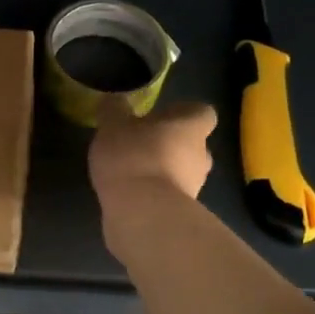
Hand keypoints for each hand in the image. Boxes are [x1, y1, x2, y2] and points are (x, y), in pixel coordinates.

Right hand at [89, 99, 216, 214]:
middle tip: (143, 143)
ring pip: (183, 172)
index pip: (202, 113)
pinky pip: (169, 195)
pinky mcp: (181, 213)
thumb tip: (115, 100)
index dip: (183, 113)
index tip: (162, 116)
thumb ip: (114, 110)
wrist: (142, 214)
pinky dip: (155, 193)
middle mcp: (201, 155)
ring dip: (164, 170)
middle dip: (172, 144)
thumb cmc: (132, 156)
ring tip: (133, 171)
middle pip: (193, 144)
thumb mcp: (112, 125)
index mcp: (190, 127)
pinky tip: (131, 194)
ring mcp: (195, 187)